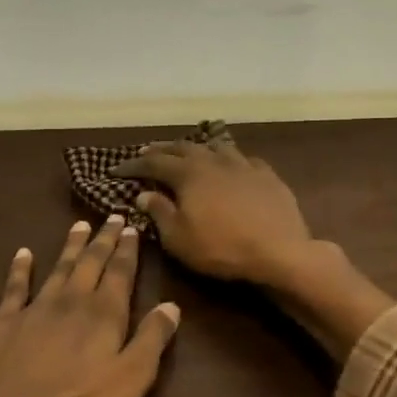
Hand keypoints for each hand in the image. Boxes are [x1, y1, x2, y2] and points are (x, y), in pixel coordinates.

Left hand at [0, 218, 179, 396]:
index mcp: (104, 315)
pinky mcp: (3, 324)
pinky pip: (15, 288)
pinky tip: (23, 254)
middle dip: (103, 240)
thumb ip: (152, 340)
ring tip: (79, 226)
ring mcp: (34, 310)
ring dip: (71, 247)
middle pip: (91, 263)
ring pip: (58, 268)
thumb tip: (172, 305)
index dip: (128, 250)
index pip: (120, 273)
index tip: (133, 226)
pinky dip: (20, 269)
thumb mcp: (130, 380)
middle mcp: (71, 302)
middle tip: (112, 217)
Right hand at [110, 139, 313, 287]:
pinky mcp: (268, 175)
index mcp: (189, 173)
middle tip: (148, 152)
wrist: (279, 250)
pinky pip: (244, 158)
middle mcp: (214, 160)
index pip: (154, 163)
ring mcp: (244, 164)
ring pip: (216, 146)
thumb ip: (159, 213)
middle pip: (184, 147)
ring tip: (190, 152)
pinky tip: (232, 165)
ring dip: (198, 147)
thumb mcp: (179, 238)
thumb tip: (144, 194)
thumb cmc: (222, 248)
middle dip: (163, 149)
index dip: (134, 165)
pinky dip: (230, 159)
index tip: (117, 169)